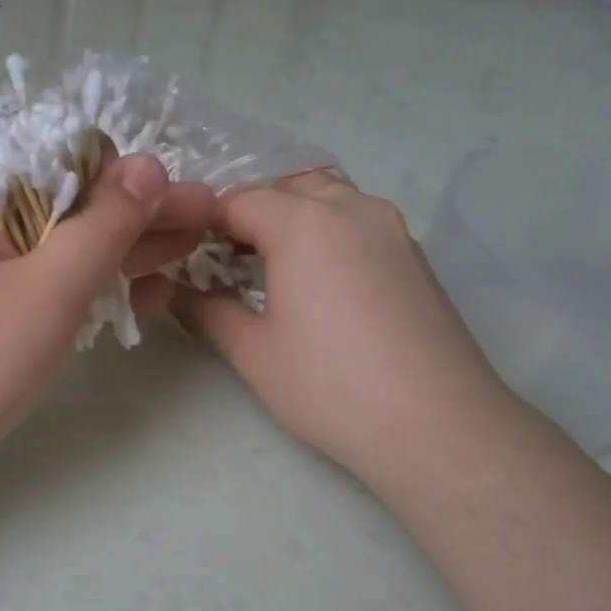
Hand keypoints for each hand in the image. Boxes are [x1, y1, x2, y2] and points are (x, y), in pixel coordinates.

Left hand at [0, 153, 213, 500]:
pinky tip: (141, 298)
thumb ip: (103, 227)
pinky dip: (92, 288)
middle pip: (72, 197)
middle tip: (207, 223)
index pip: (66, 148)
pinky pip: (48, 283)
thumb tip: (150, 166)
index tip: (178, 200)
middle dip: (140, 211)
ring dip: (124, 250)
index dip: (127, 169)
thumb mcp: (44, 291)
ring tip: (188, 257)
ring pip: (65, 243)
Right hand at [172, 171, 515, 484]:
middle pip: (287, 187)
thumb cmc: (329, 387)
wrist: (434, 423)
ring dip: (294, 215)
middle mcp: (351, 207)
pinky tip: (321, 280)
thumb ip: (207, 312)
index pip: (239, 200)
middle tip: (226, 257)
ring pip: (330, 196)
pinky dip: (330, 230)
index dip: (206, 222)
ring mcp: (392, 227)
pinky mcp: (415, 254)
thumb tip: (176, 293)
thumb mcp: (253, 353)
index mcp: (303, 222)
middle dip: (251, 211)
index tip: (187, 252)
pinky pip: (360, 220)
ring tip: (273, 264)